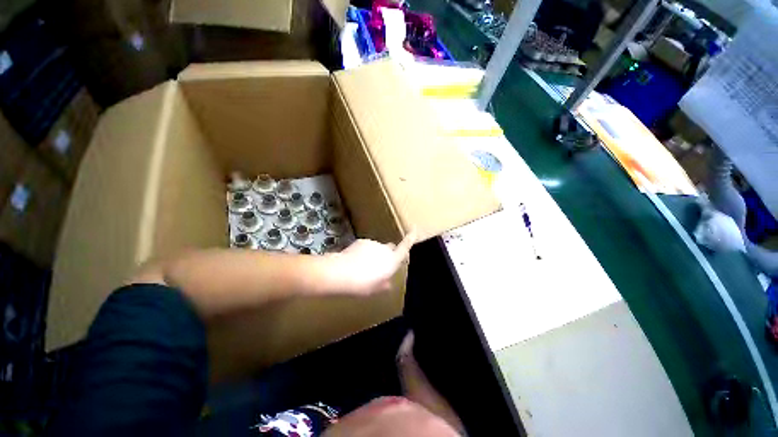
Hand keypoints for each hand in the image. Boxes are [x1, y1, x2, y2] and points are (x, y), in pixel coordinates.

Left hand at [328, 231, 415, 295]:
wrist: (341, 272)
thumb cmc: (362, 284)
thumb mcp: (375, 289)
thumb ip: (384, 285)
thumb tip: (388, 283)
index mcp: (392, 260)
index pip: (405, 247)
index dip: (411, 238)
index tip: (415, 229)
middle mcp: (384, 249)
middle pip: (390, 249)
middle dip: (388, 255)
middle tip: (379, 267)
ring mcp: (373, 243)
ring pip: (377, 248)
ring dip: (374, 255)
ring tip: (362, 267)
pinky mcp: (362, 241)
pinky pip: (367, 247)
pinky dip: (363, 252)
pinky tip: (355, 261)